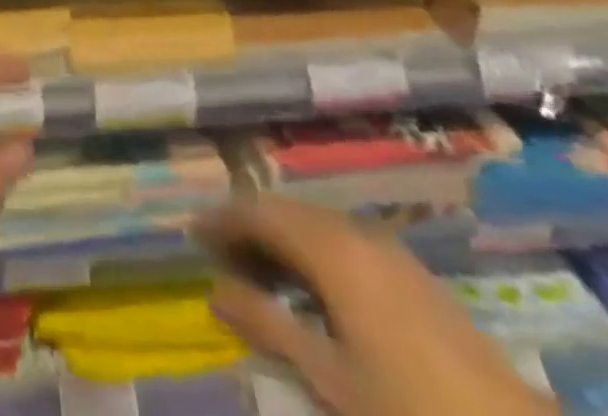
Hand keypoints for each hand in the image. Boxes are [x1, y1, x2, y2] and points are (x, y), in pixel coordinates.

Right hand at [203, 198, 557, 415]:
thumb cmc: (410, 411)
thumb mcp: (330, 377)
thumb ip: (268, 325)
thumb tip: (214, 291)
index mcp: (331, 249)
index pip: (260, 214)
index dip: (223, 221)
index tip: (193, 235)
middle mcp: (356, 234)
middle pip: (288, 212)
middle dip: (250, 226)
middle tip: (220, 254)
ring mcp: (390, 251)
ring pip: (317, 224)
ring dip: (282, 238)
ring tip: (259, 271)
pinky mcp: (413, 274)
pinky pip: (345, 241)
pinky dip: (314, 251)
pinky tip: (312, 287)